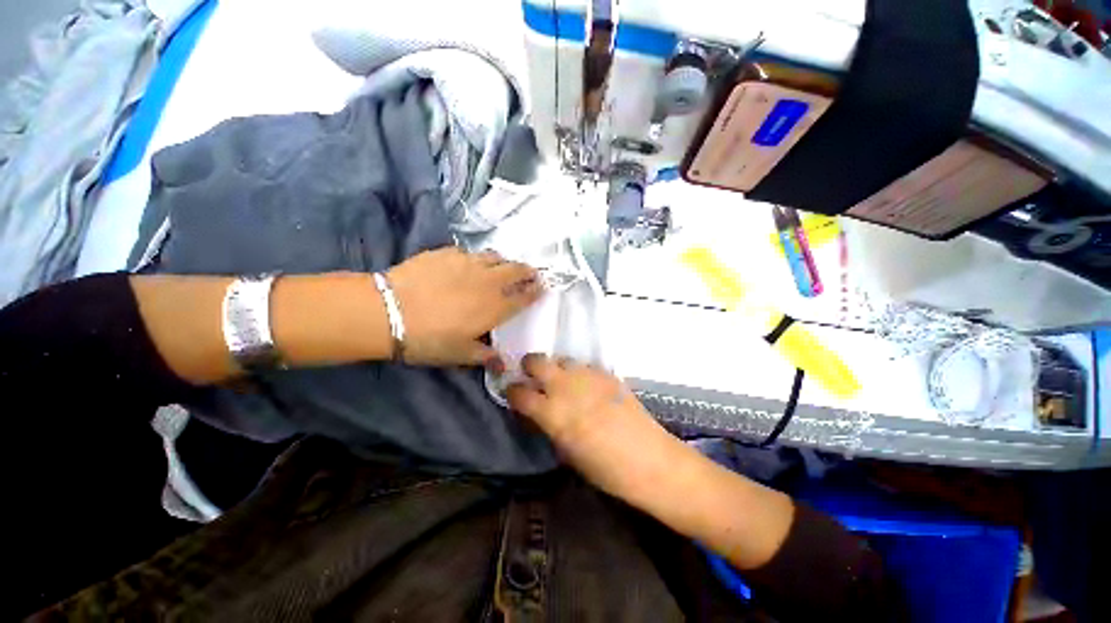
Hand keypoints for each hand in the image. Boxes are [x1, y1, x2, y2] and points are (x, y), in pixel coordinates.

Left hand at [386, 247, 541, 366]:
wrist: (388, 311)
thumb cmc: (428, 338)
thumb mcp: (459, 355)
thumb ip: (486, 357)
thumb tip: (504, 364)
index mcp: (495, 307)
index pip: (524, 296)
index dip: (535, 291)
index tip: (542, 287)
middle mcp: (488, 281)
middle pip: (516, 270)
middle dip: (527, 270)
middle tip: (529, 272)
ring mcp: (468, 263)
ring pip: (495, 257)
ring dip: (503, 262)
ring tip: (500, 267)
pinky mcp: (447, 253)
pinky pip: (469, 253)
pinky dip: (475, 259)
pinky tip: (466, 265)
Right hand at [507, 354, 672, 497]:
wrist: (649, 459)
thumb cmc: (604, 469)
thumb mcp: (566, 452)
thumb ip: (548, 426)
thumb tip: (537, 412)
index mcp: (552, 413)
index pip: (519, 393)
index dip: (512, 391)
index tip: (512, 393)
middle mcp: (566, 387)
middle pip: (537, 361)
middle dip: (529, 366)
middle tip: (533, 376)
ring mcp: (588, 376)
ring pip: (561, 359)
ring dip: (556, 368)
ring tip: (562, 381)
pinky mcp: (607, 374)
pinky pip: (585, 366)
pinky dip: (579, 373)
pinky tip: (587, 386)